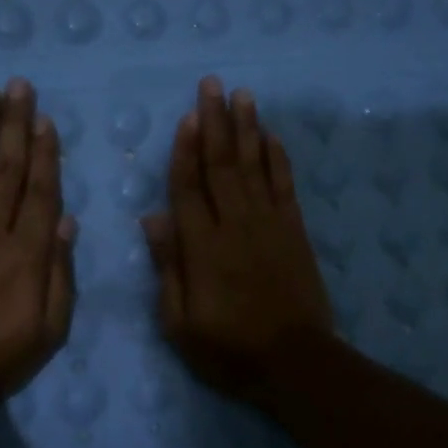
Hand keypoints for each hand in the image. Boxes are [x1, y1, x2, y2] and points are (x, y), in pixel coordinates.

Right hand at [141, 76, 333, 406]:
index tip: (186, 116)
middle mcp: (235, 225)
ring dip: (247, 128)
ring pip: (254, 166)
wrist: (295, 363)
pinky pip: (284, 185)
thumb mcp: (180, 323)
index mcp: (202, 247)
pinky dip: (277, 158)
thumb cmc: (229, 349)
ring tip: (242, 94)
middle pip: (221, 164)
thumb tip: (152, 217)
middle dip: (215, 122)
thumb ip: (168, 268)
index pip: (188, 187)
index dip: (185, 150)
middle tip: (212, 84)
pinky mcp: (295, 231)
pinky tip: (271, 136)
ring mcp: (269, 224)